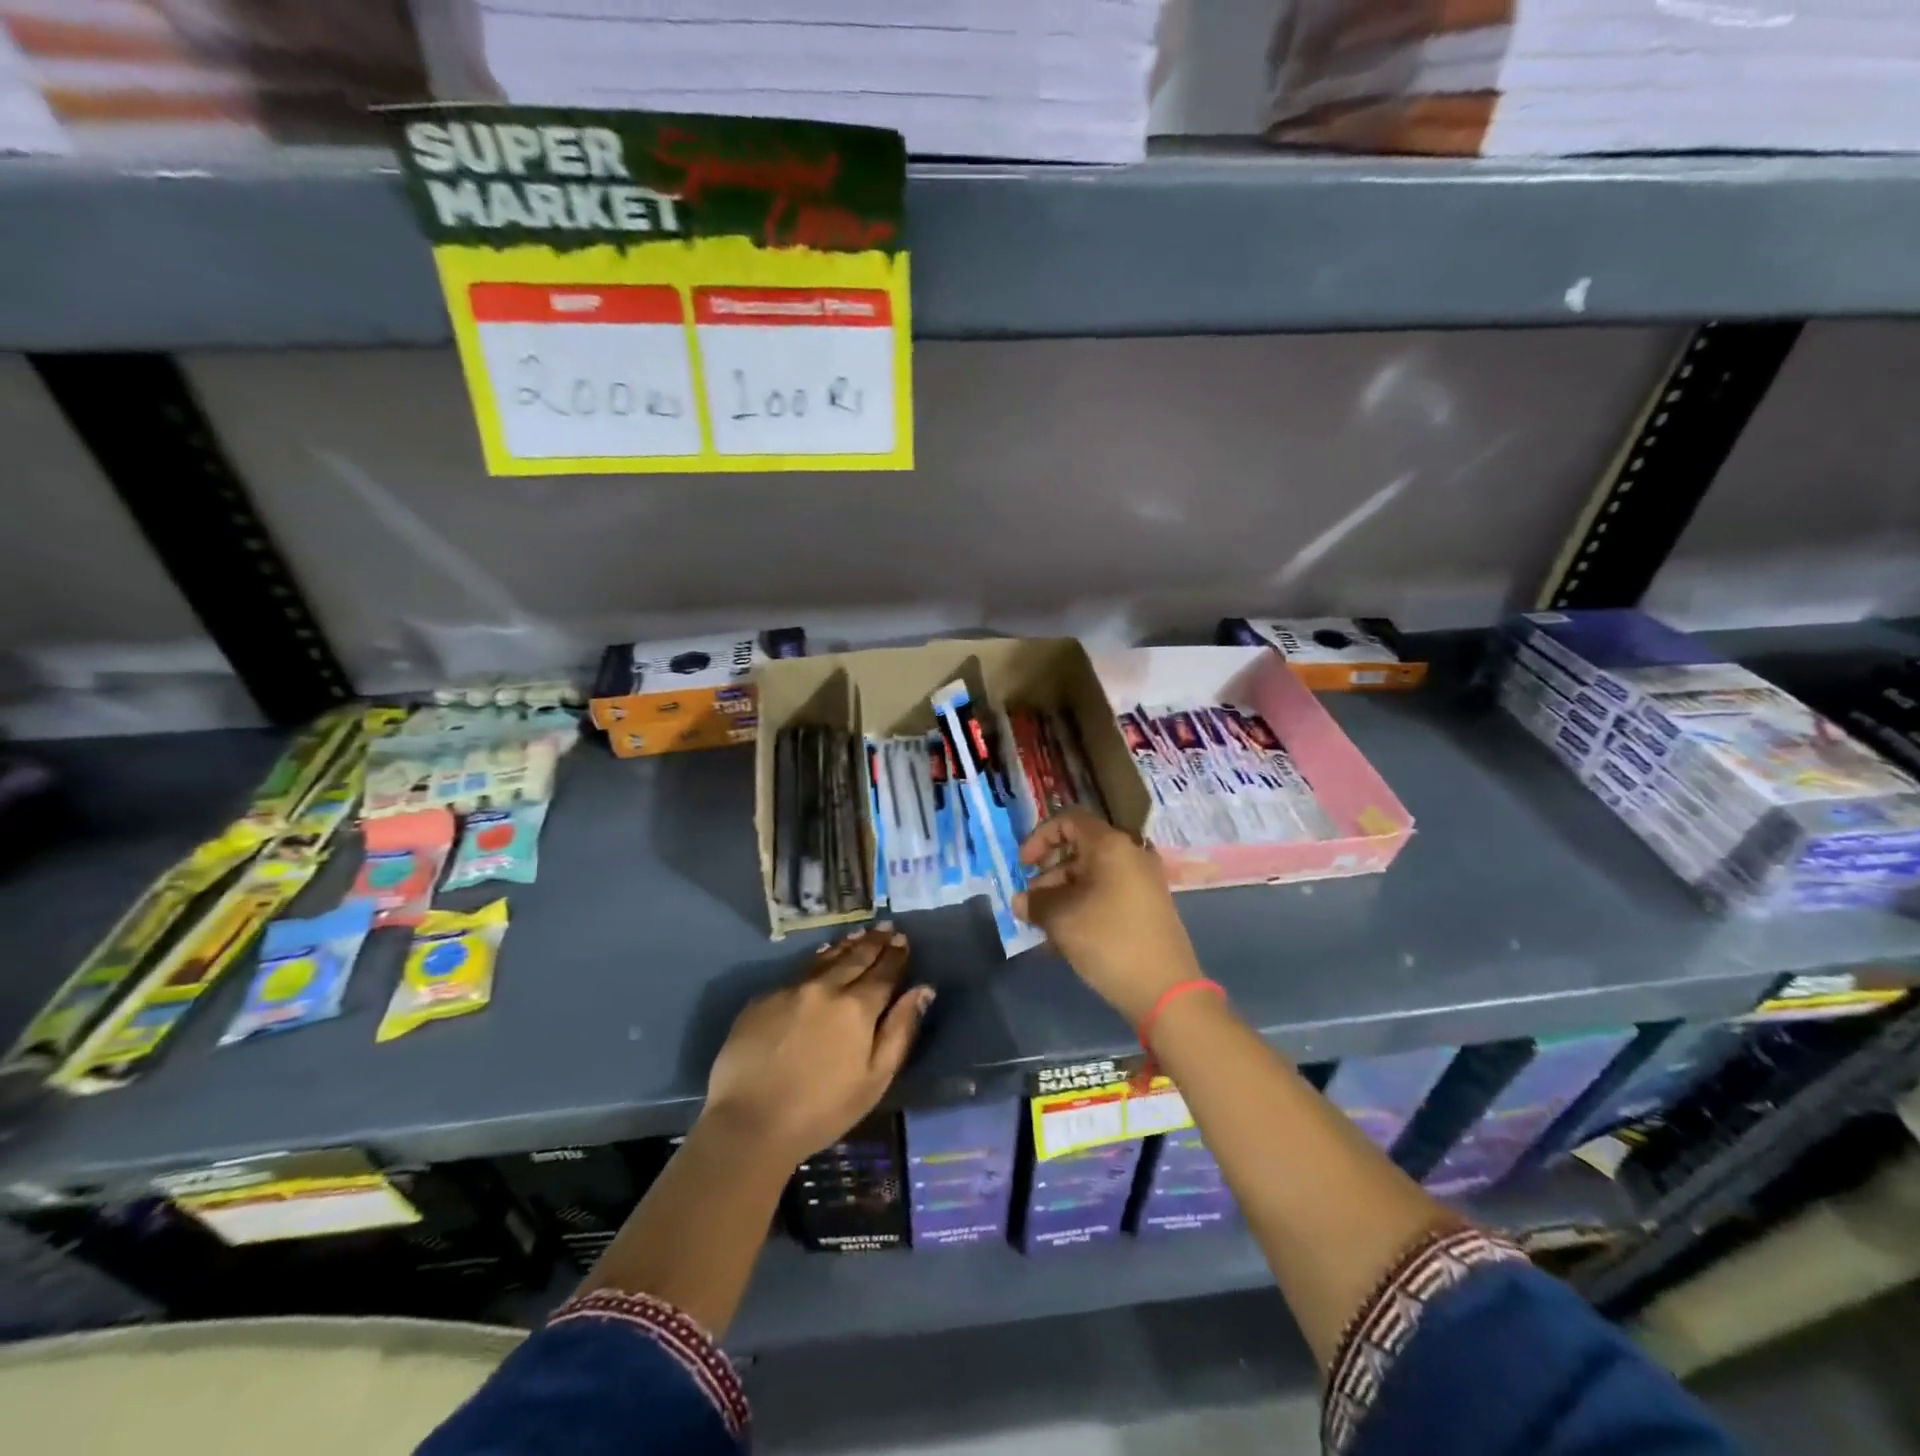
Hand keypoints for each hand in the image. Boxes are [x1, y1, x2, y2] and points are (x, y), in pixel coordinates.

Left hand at [702, 925, 932, 1165]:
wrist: (749, 1123)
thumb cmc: (822, 1110)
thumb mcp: (875, 1079)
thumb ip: (900, 1030)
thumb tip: (922, 990)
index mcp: (857, 1007)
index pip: (883, 972)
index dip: (895, 955)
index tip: (902, 939)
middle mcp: (825, 988)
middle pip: (855, 957)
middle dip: (873, 942)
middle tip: (885, 927)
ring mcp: (790, 990)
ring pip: (824, 959)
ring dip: (845, 945)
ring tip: (858, 935)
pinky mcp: (762, 1000)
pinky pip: (796, 973)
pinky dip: (815, 962)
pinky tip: (820, 959)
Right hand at [1015, 810, 1203, 1025]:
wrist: (1165, 990)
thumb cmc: (1109, 941)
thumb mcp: (1062, 919)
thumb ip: (1035, 903)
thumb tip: (1021, 901)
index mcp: (1112, 845)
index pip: (1069, 821)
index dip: (1039, 838)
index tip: (1023, 866)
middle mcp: (1131, 855)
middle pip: (1080, 850)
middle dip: (1049, 874)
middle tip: (1030, 903)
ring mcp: (1143, 882)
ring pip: (1092, 876)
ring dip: (1063, 894)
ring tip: (1043, 926)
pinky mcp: (1147, 907)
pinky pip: (1107, 894)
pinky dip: (1083, 906)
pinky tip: (1064, 938)